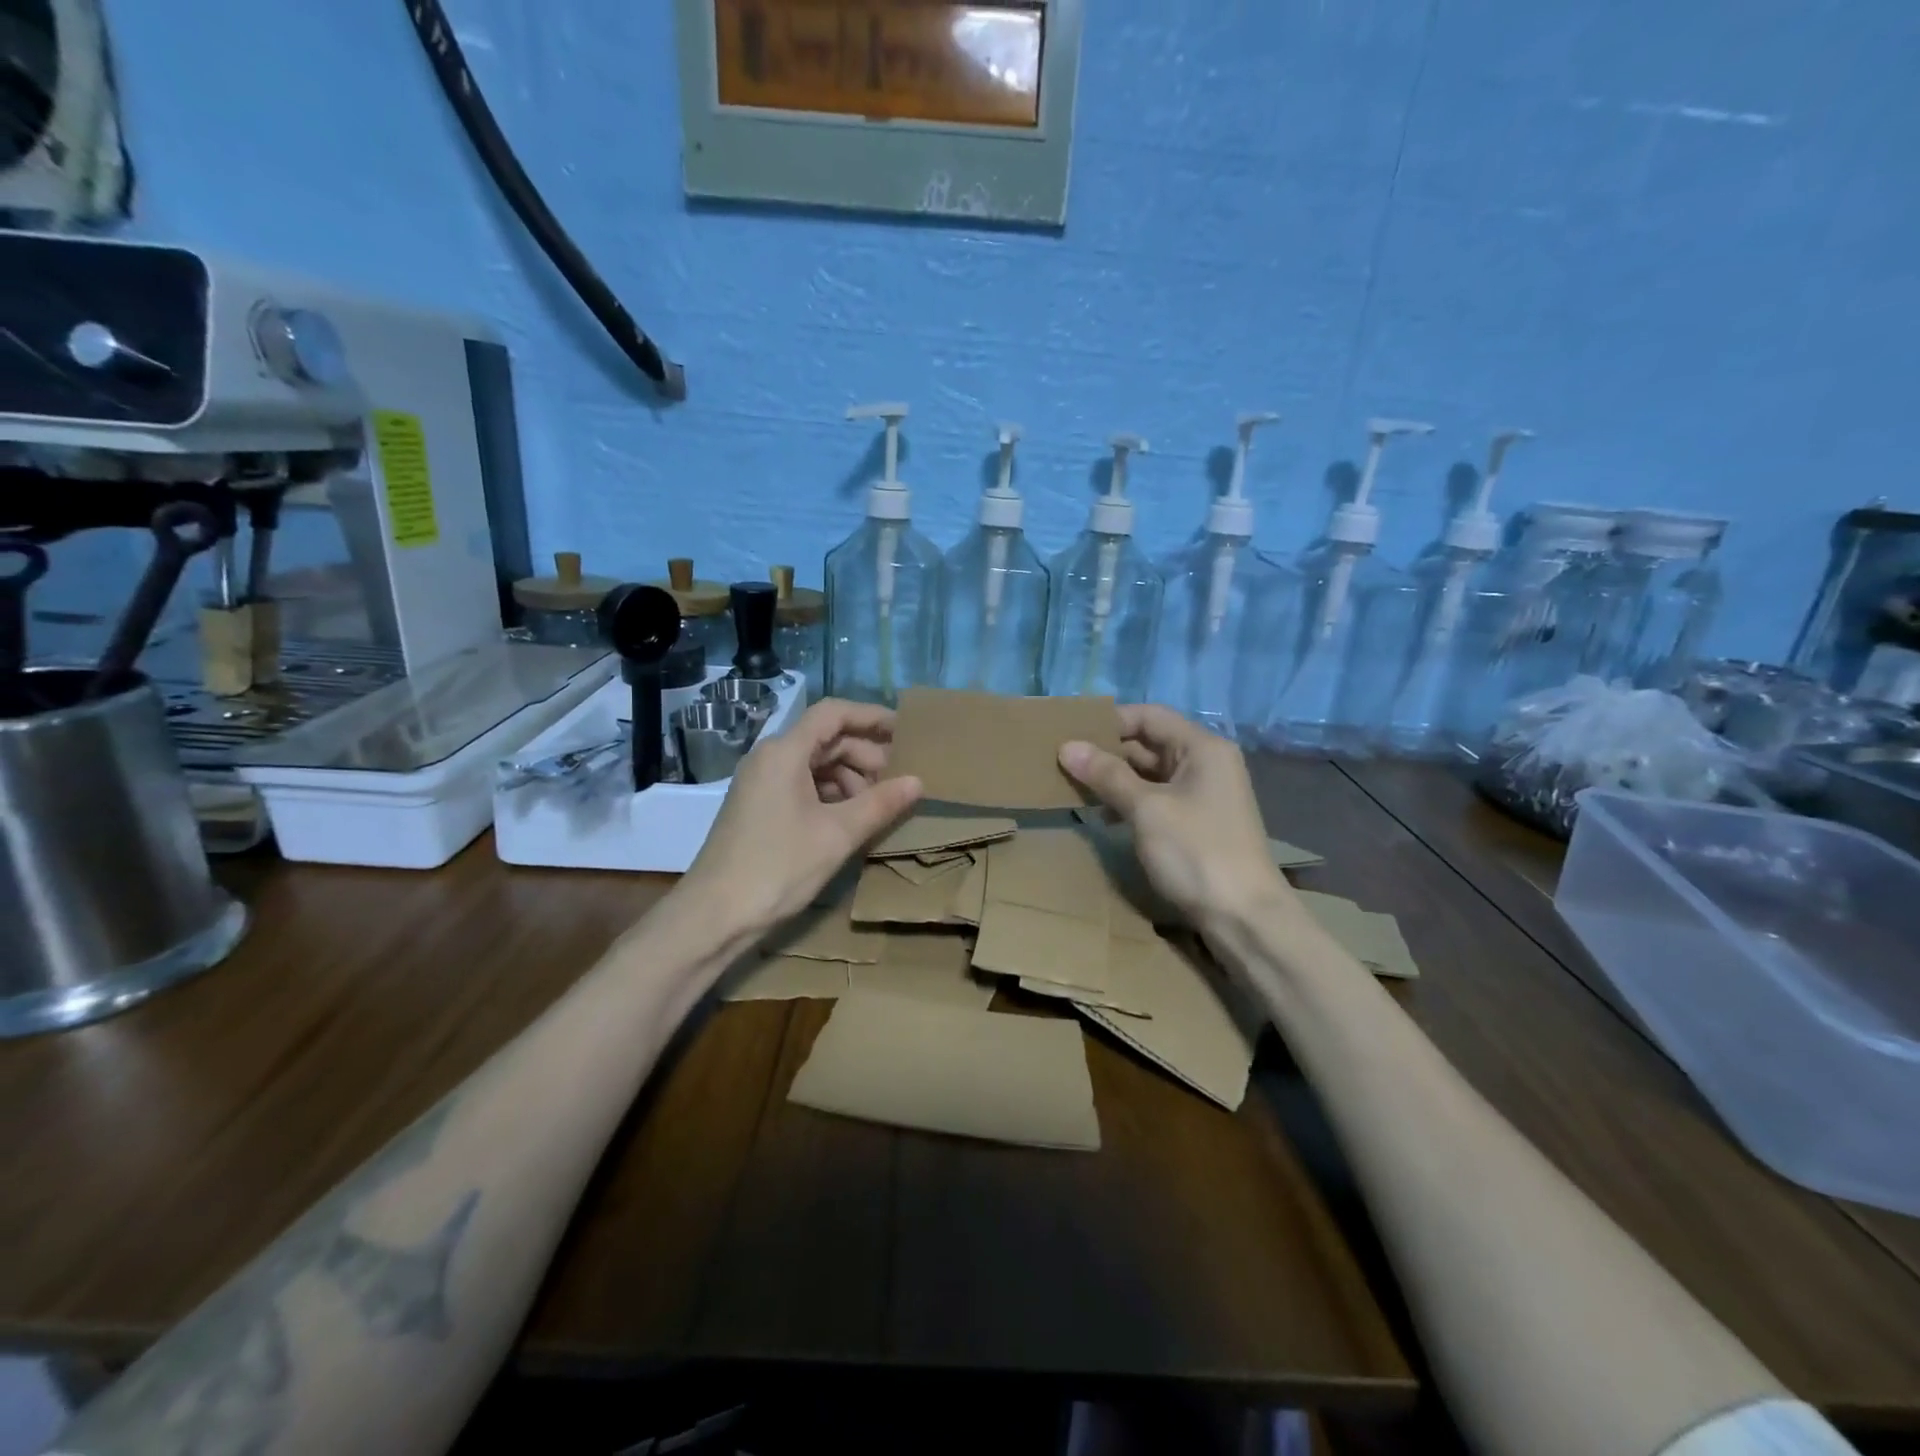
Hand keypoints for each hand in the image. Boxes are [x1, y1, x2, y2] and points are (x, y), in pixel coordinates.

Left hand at [682, 698, 922, 938]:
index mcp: (784, 752)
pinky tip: (850, 819)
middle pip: (825, 739)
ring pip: (814, 764)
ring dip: (849, 778)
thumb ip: (880, 804)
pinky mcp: (758, 806)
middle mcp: (769, 758)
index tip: (905, 731)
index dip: (871, 717)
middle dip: (864, 755)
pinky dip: (830, 794)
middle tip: (898, 780)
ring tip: (877, 806)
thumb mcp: (837, 835)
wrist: (714, 915)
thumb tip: (918, 781)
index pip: (833, 714)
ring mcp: (760, 782)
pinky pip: (801, 785)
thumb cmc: (778, 867)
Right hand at [1059, 704, 1289, 927]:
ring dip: (1114, 780)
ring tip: (1075, 790)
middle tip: (1064, 764)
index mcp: (1202, 748)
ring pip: (1150, 774)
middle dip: (1107, 753)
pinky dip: (1130, 803)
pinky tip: (1104, 818)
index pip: (1149, 716)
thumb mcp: (1146, 809)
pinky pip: (1156, 799)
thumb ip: (1107, 775)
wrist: (1244, 918)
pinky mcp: (1196, 823)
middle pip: (1149, 743)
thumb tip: (1067, 746)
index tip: (1071, 736)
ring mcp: (1203, 794)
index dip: (1109, 722)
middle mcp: (1206, 763)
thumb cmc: (1196, 852)